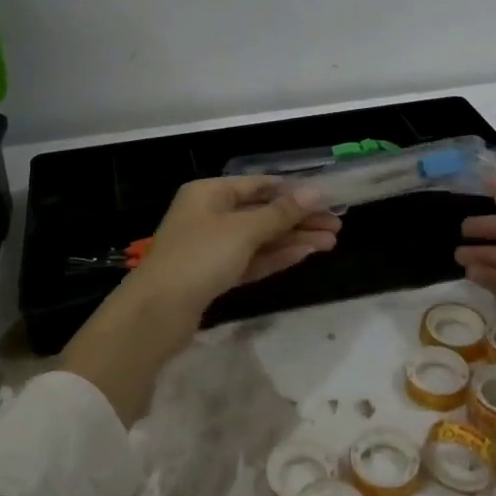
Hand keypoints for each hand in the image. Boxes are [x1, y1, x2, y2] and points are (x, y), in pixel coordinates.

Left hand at [124, 176, 339, 318]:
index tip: (326, 198)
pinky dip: (276, 256)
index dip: (293, 190)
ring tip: (331, 242)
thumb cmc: (200, 256)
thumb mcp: (244, 230)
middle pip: (262, 212)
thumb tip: (316, 192)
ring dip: (294, 239)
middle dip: (299, 219)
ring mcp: (211, 247)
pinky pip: (251, 260)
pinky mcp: (214, 276)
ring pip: (260, 238)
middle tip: (337, 226)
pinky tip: (305, 254)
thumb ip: (282, 213)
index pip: (258, 184)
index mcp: (209, 193)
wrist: (158, 311)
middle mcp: (209, 215)